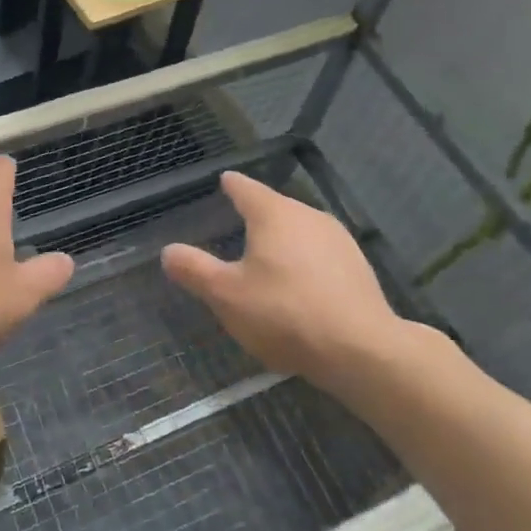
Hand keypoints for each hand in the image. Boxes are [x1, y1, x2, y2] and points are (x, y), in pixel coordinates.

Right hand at [162, 171, 403, 388]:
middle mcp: (308, 216)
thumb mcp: (226, 295)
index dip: (231, 185)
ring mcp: (339, 240)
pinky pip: (321, 254)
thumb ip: (195, 270)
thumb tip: (168, 251)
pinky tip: (300, 284)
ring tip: (267, 256)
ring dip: (283, 239)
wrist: (361, 350)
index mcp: (273, 214)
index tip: (224, 181)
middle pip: (275, 207)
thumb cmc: (285, 313)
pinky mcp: (358, 267)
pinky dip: (305, 260)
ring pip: (301, 230)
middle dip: (257, 214)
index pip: (246, 188)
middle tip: (237, 224)